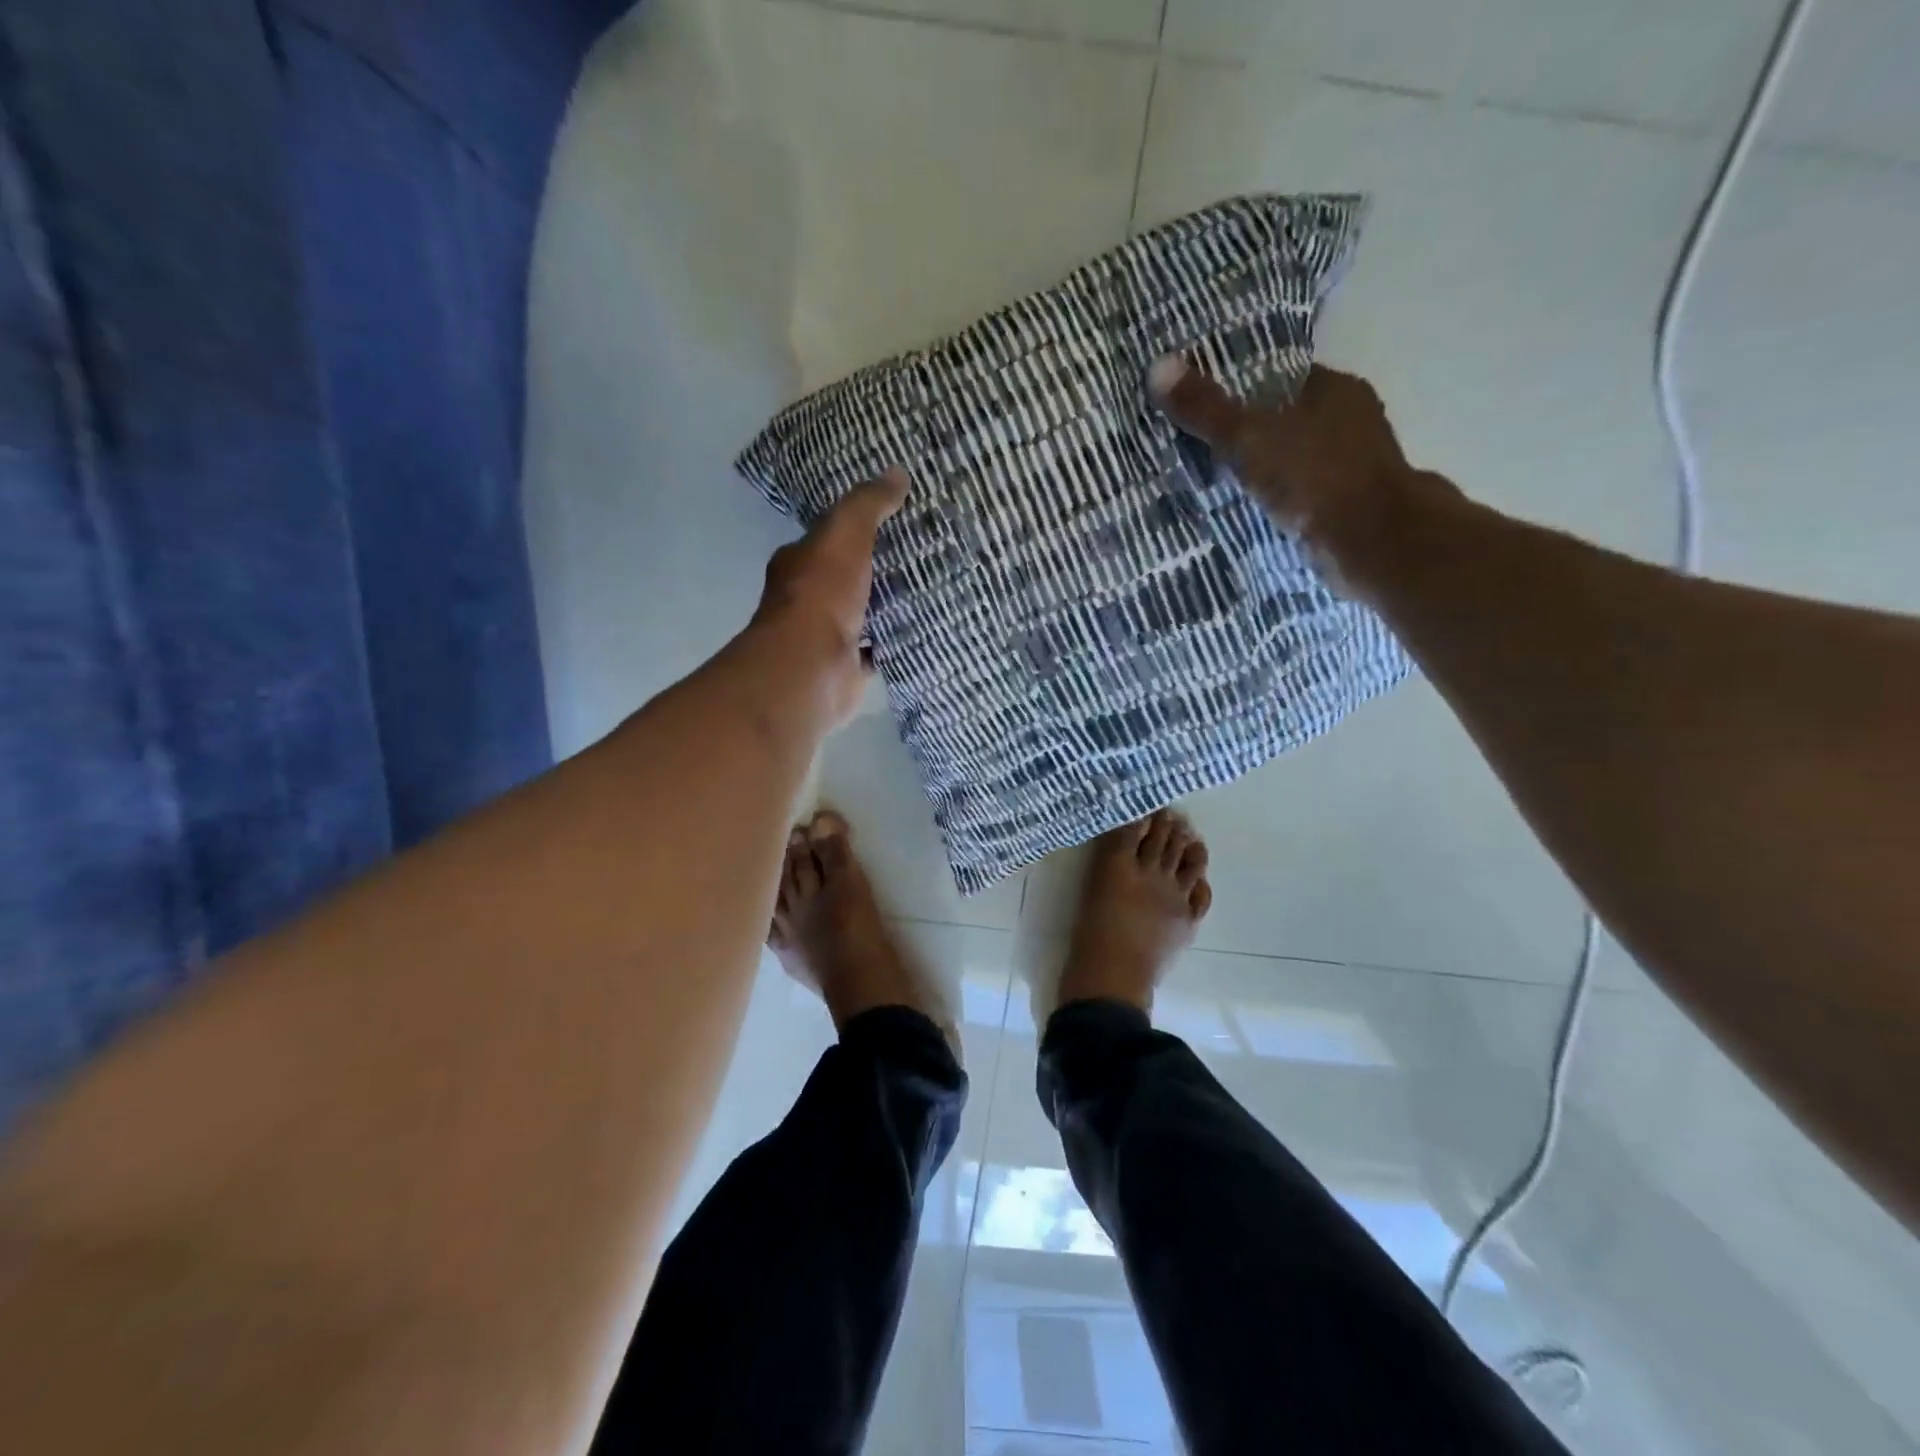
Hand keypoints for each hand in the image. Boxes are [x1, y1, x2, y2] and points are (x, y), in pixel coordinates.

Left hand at [752, 468, 909, 726]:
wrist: (813, 666)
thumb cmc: (822, 594)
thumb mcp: (845, 534)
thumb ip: (867, 504)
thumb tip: (897, 473)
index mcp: (799, 563)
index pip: (827, 539)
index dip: (855, 528)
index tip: (892, 519)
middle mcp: (808, 599)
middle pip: (847, 577)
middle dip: (876, 568)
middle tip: (921, 553)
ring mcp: (827, 636)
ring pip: (862, 614)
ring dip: (886, 606)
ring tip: (928, 589)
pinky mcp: (847, 667)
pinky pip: (876, 649)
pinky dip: (893, 642)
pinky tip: (921, 631)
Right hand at [1149, 357, 1427, 576]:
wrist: (1373, 543)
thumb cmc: (1315, 478)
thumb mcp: (1249, 438)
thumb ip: (1206, 409)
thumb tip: (1158, 366)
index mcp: (1335, 389)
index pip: (1280, 377)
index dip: (1242, 387)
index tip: (1205, 403)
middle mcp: (1352, 420)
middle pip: (1288, 418)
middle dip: (1251, 432)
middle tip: (1202, 446)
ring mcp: (1355, 465)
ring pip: (1297, 458)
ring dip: (1266, 470)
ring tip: (1217, 482)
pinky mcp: (1350, 505)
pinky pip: (1302, 494)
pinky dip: (1279, 500)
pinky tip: (1251, 511)